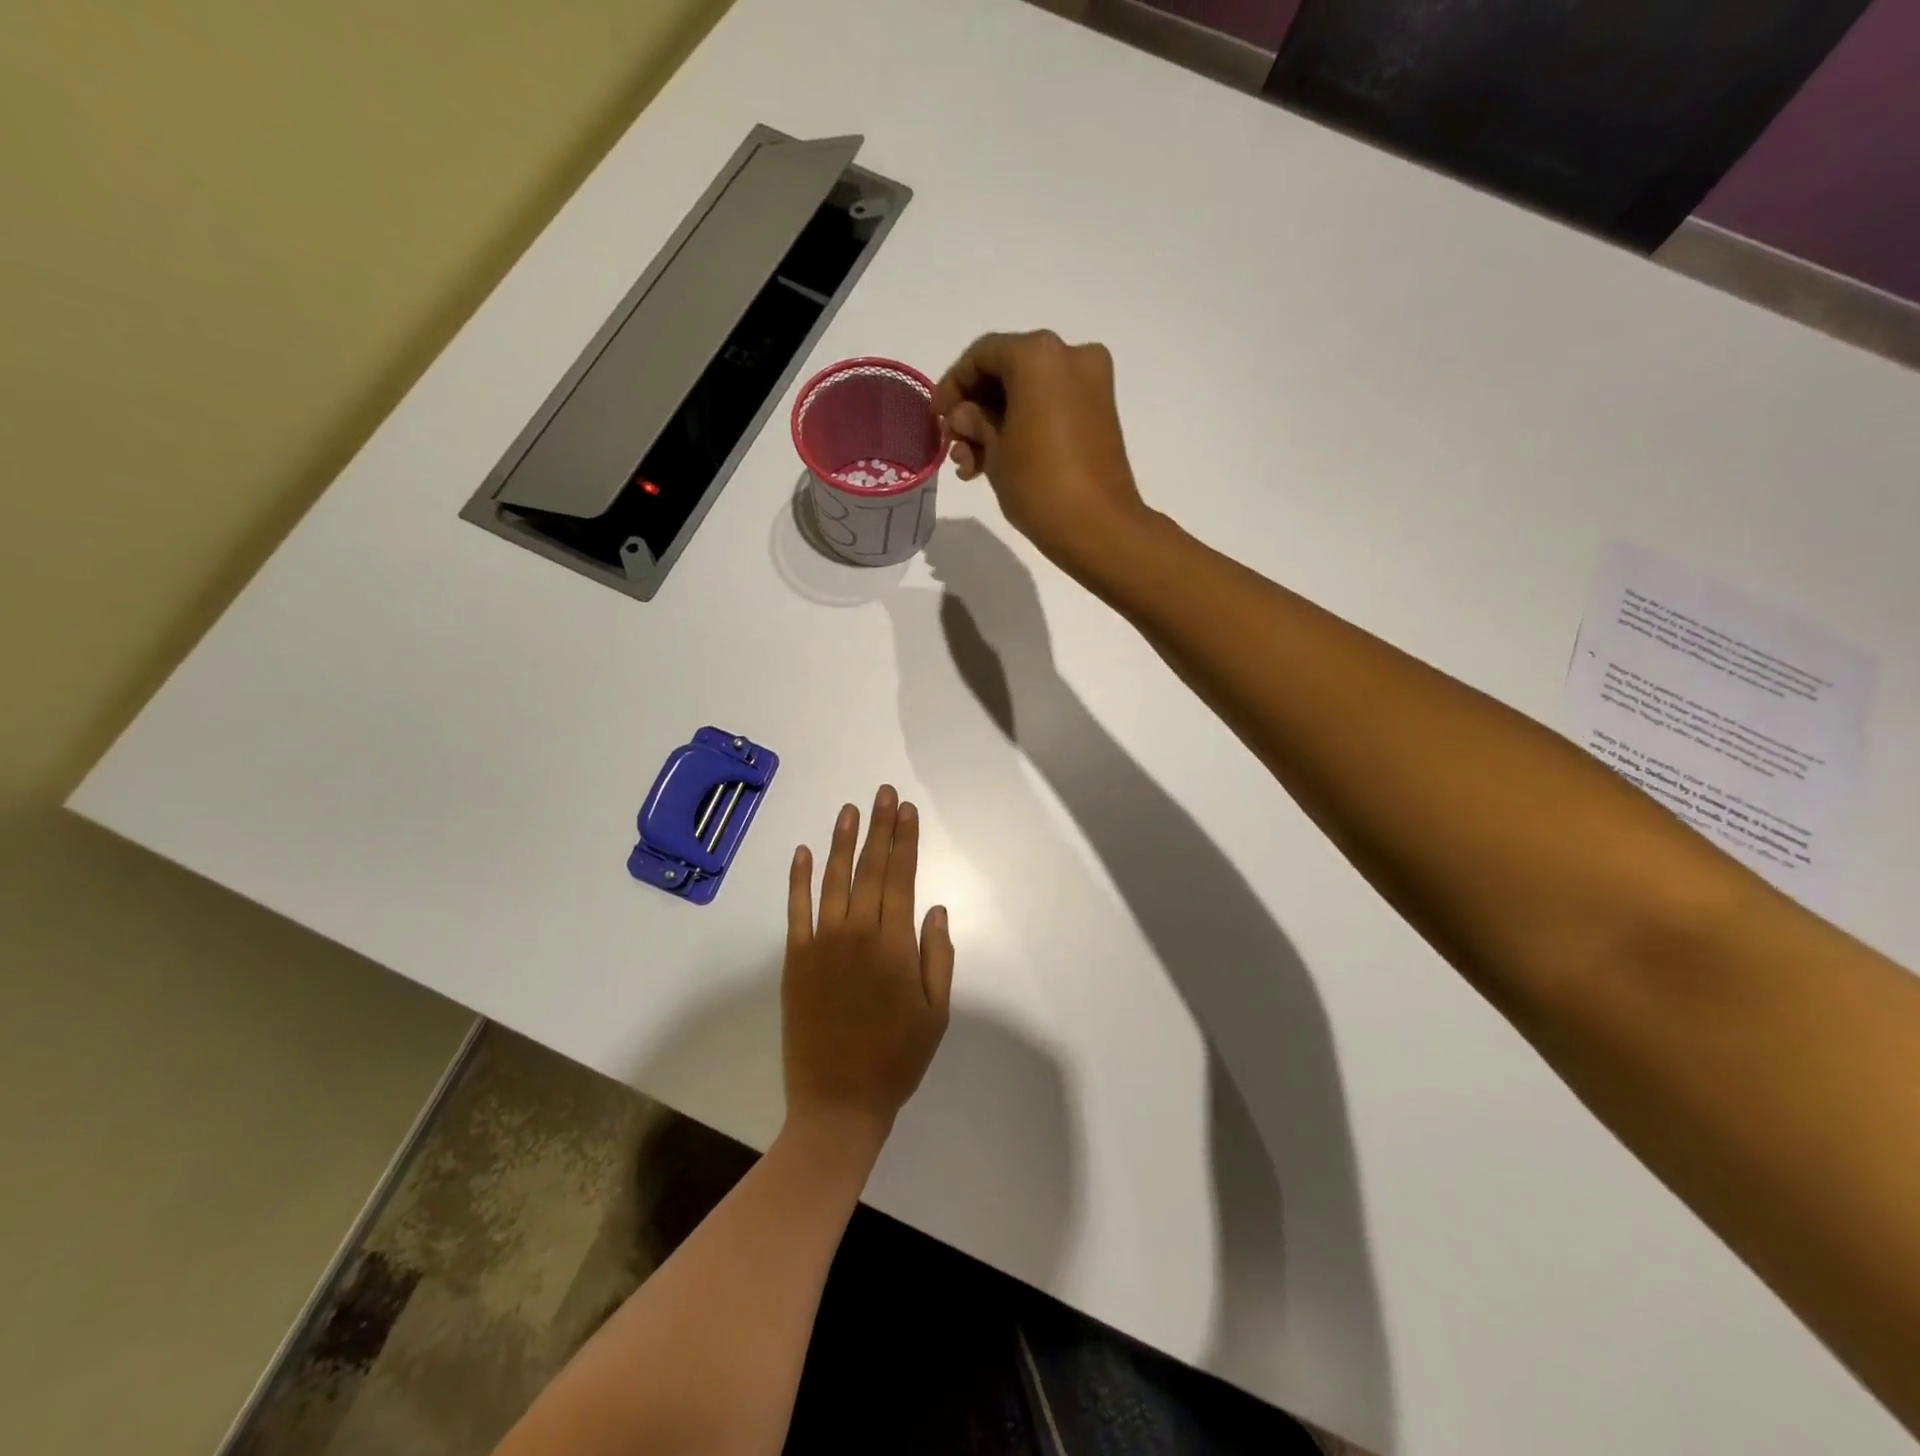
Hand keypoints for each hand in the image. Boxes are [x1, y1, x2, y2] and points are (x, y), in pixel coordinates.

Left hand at [782, 786, 953, 1150]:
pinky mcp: (796, 959)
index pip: (902, 877)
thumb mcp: (936, 1013)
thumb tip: (935, 908)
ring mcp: (822, 943)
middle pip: (871, 869)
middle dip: (879, 828)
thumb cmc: (897, 1058)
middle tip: (883, 794)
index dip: (905, 840)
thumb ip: (938, 957)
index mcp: (895, 945)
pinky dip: (798, 879)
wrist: (838, 1102)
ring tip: (849, 810)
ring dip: (842, 842)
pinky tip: (802, 851)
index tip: (907, 810)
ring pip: (834, 880)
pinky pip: (796, 910)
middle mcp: (858, 933)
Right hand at [934, 330, 1151, 581]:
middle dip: (976, 407)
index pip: (983, 355)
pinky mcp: (1100, 412)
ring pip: (1029, 392)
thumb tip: (964, 415)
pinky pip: (1052, 406)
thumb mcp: (994, 452)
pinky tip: (997, 461)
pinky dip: (1025, 425)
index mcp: (1038, 355)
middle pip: (1008, 371)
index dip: (953, 384)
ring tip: (971, 465)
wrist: (1099, 528)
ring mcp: (1091, 383)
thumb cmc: (1039, 485)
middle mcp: (1070, 356)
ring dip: (996, 423)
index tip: (936, 417)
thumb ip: (974, 423)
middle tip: (955, 444)